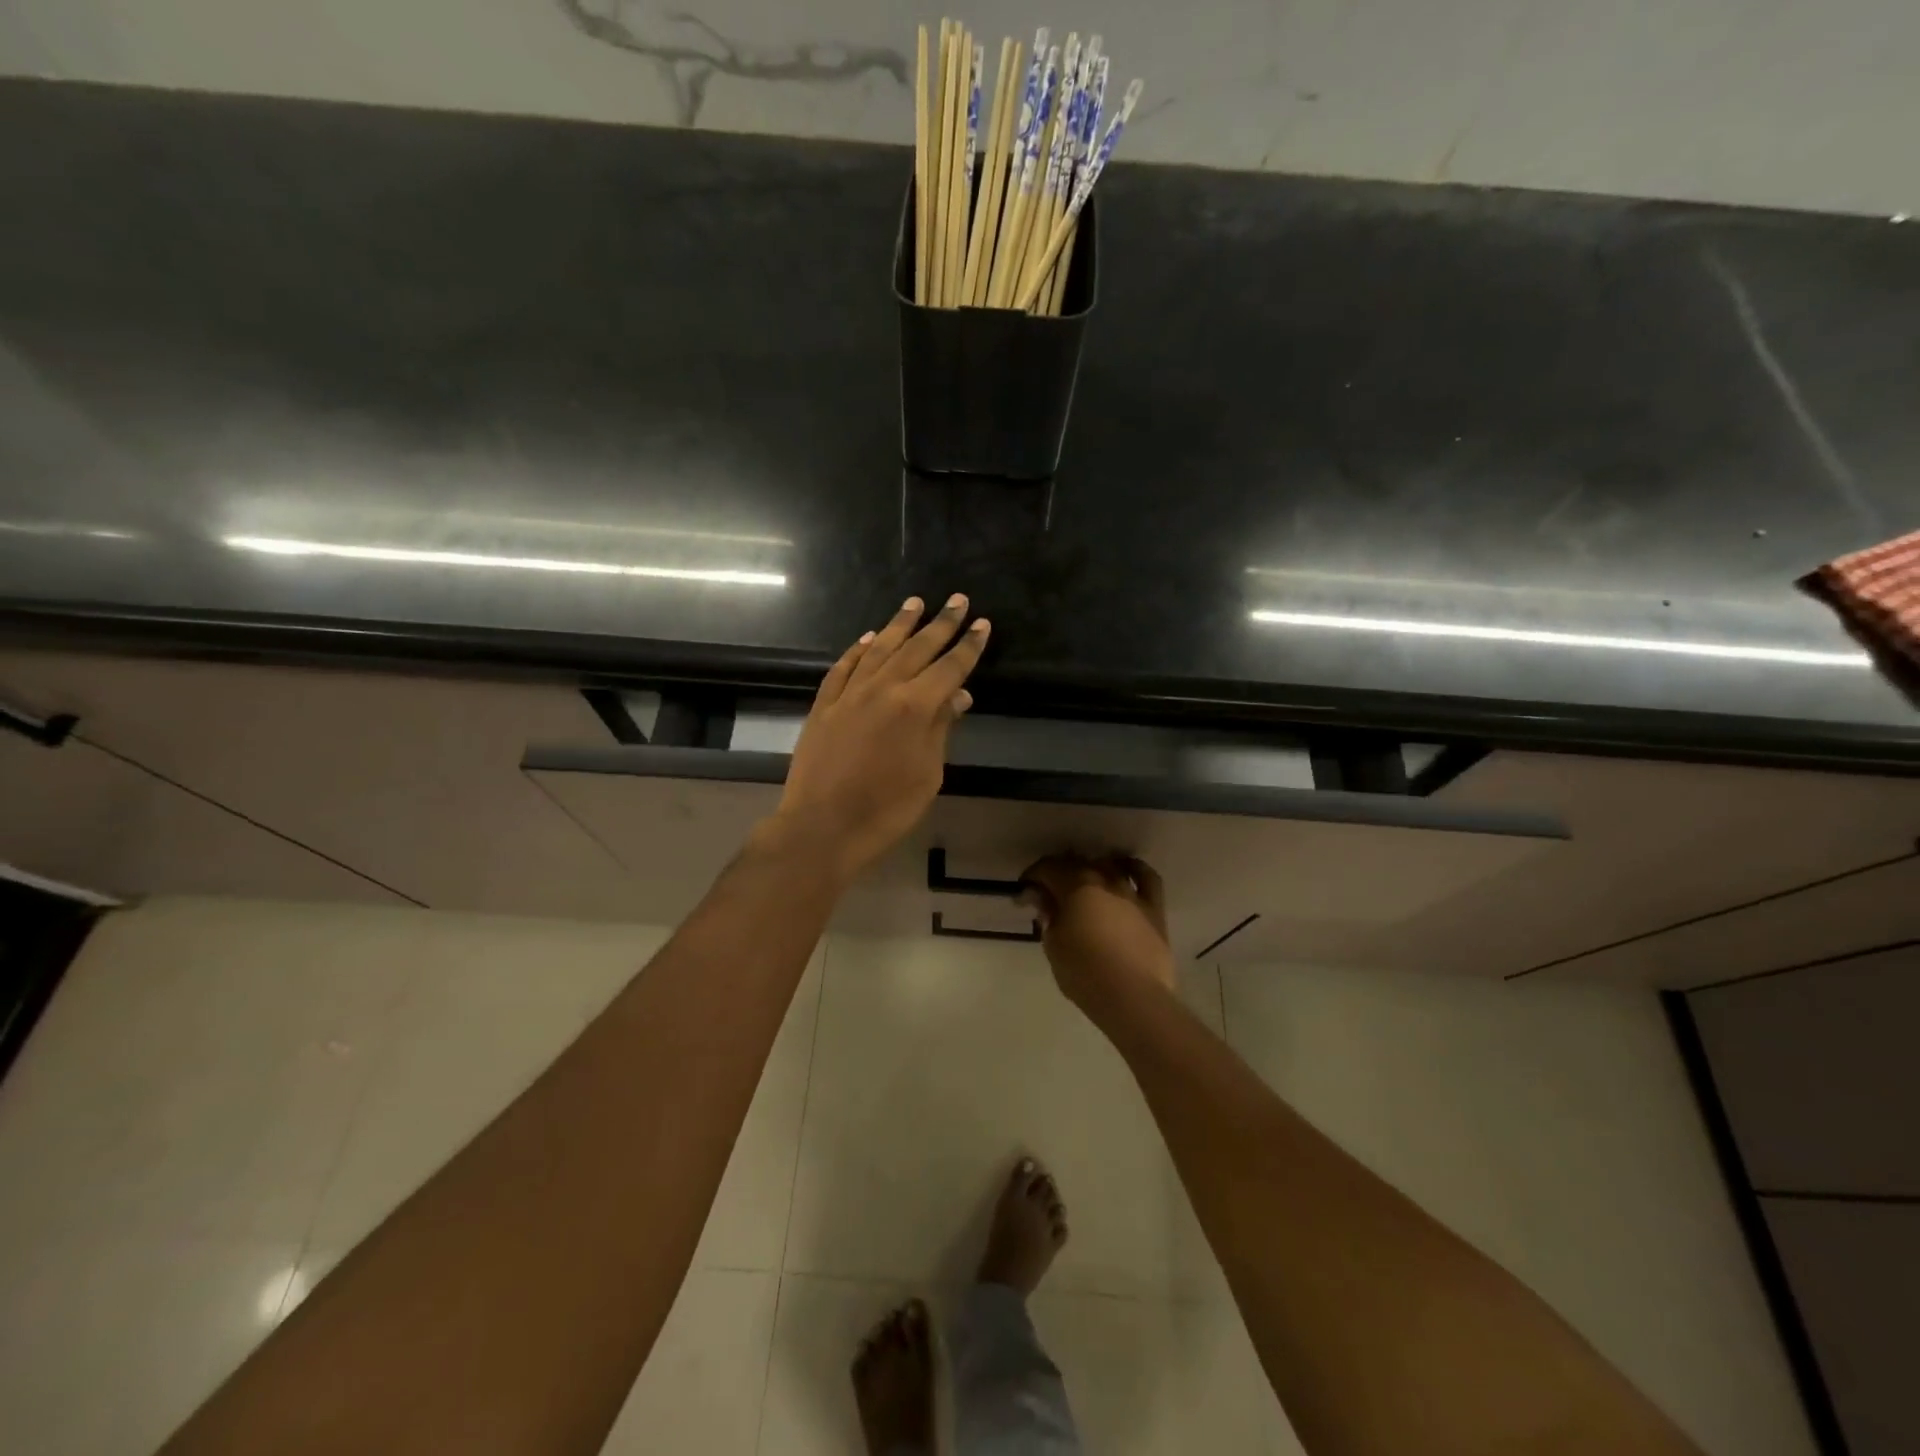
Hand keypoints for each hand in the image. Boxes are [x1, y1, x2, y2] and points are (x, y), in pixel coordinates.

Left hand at [766, 594, 988, 883]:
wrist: (822, 827)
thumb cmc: (886, 809)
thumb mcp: (927, 774)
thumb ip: (941, 729)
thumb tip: (959, 695)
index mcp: (914, 707)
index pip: (949, 667)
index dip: (968, 645)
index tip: (981, 623)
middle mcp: (882, 689)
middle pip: (916, 648)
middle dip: (940, 623)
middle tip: (956, 599)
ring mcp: (849, 695)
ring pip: (878, 649)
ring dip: (898, 625)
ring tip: (914, 603)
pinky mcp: (824, 706)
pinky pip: (843, 668)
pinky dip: (857, 650)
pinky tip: (867, 639)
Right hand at [1021, 854, 1175, 1017]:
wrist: (1134, 998)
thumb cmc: (1084, 974)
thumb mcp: (1054, 946)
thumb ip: (1048, 916)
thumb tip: (1042, 899)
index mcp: (1074, 887)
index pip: (1047, 869)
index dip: (1032, 879)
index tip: (1024, 896)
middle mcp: (1103, 880)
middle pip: (1076, 864)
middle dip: (1057, 874)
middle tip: (1047, 894)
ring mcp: (1131, 892)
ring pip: (1108, 866)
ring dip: (1091, 869)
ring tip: (1083, 883)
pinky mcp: (1154, 908)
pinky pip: (1147, 877)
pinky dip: (1134, 868)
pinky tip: (1125, 870)